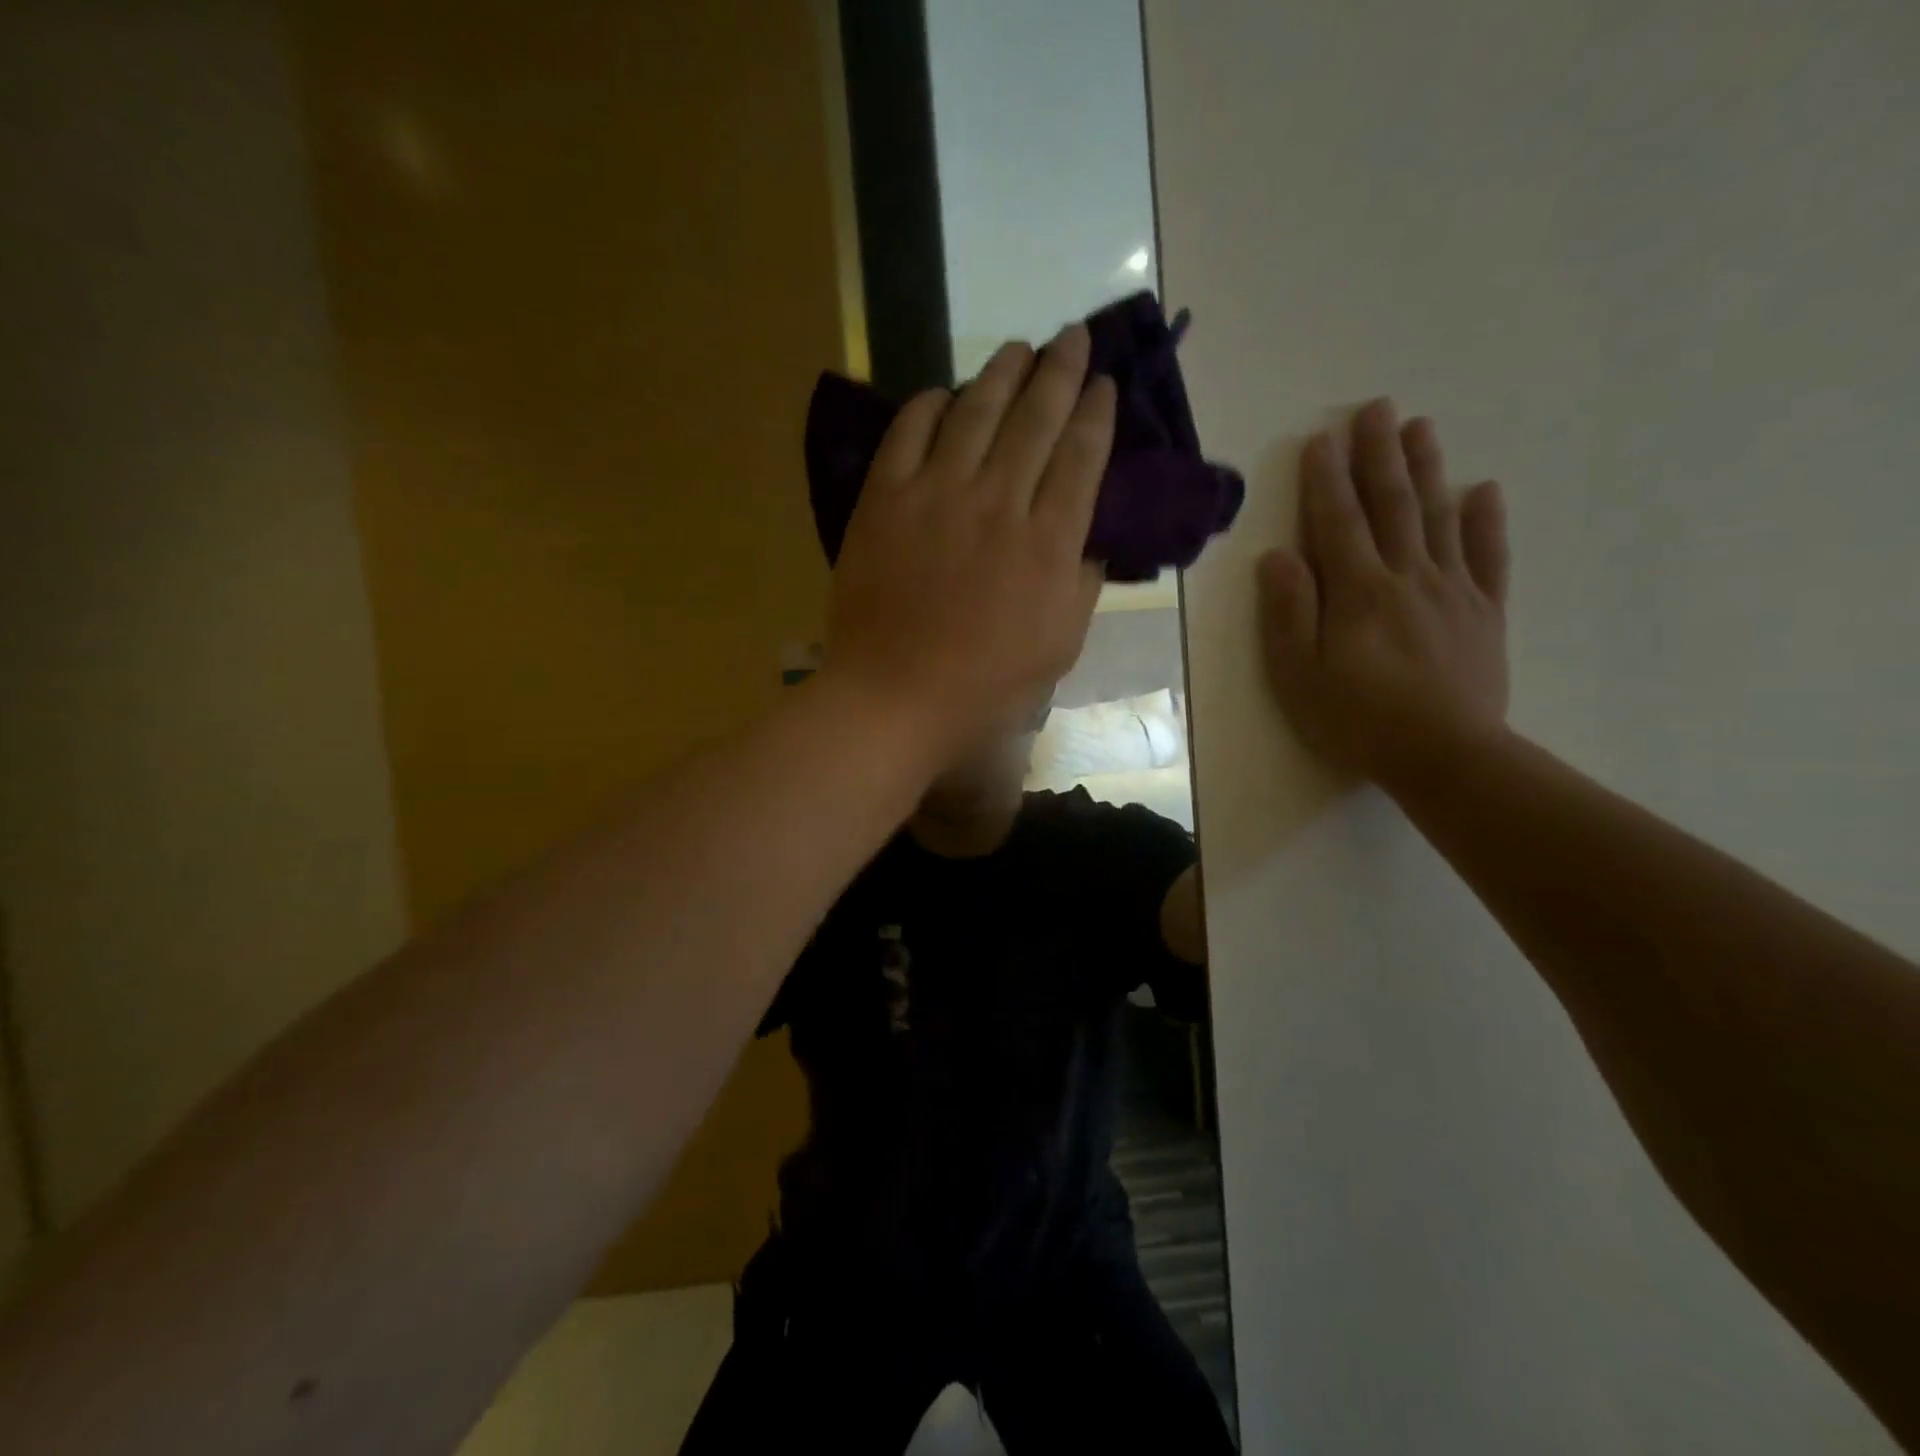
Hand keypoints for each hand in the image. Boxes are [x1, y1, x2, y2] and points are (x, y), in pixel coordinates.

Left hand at [824, 324, 1115, 756]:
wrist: (895, 696)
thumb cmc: (985, 685)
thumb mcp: (1060, 646)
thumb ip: (1082, 584)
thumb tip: (1089, 539)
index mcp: (1048, 542)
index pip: (1082, 457)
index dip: (1096, 413)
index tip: (1104, 383)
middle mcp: (999, 501)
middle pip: (1036, 418)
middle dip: (1060, 371)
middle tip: (1072, 337)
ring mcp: (937, 494)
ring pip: (976, 412)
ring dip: (1002, 372)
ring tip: (1019, 348)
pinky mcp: (885, 499)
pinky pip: (909, 433)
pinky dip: (930, 406)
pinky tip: (945, 394)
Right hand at [1258, 398, 1509, 793]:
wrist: (1445, 755)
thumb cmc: (1358, 719)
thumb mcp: (1300, 674)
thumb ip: (1289, 612)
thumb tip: (1277, 556)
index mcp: (1358, 591)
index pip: (1337, 522)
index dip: (1326, 480)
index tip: (1321, 439)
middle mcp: (1407, 576)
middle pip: (1391, 505)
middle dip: (1379, 455)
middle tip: (1377, 408)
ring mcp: (1452, 590)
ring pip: (1438, 517)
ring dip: (1427, 469)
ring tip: (1420, 427)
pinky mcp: (1484, 612)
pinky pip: (1487, 556)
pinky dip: (1485, 521)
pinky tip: (1482, 490)